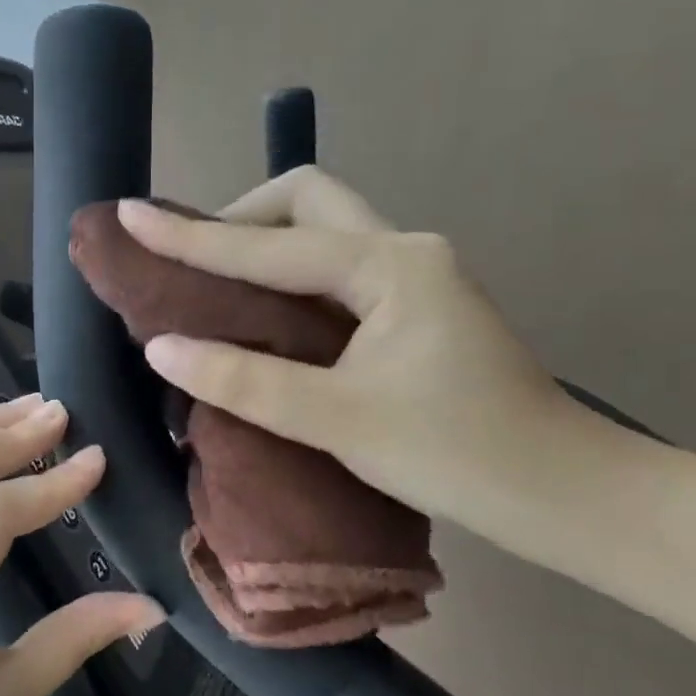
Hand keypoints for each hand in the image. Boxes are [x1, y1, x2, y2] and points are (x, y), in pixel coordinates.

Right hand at [118, 168, 577, 533]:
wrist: (566, 495)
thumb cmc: (458, 456)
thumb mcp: (339, 421)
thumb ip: (245, 380)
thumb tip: (161, 348)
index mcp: (388, 266)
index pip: (267, 245)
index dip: (190, 235)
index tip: (130, 216)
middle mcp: (402, 250)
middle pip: (304, 200)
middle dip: (239, 217)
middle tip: (193, 263)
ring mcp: (412, 275)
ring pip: (320, 229)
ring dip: (262, 243)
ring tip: (211, 284)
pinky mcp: (413, 305)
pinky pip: (331, 266)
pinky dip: (285, 275)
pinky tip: (261, 312)